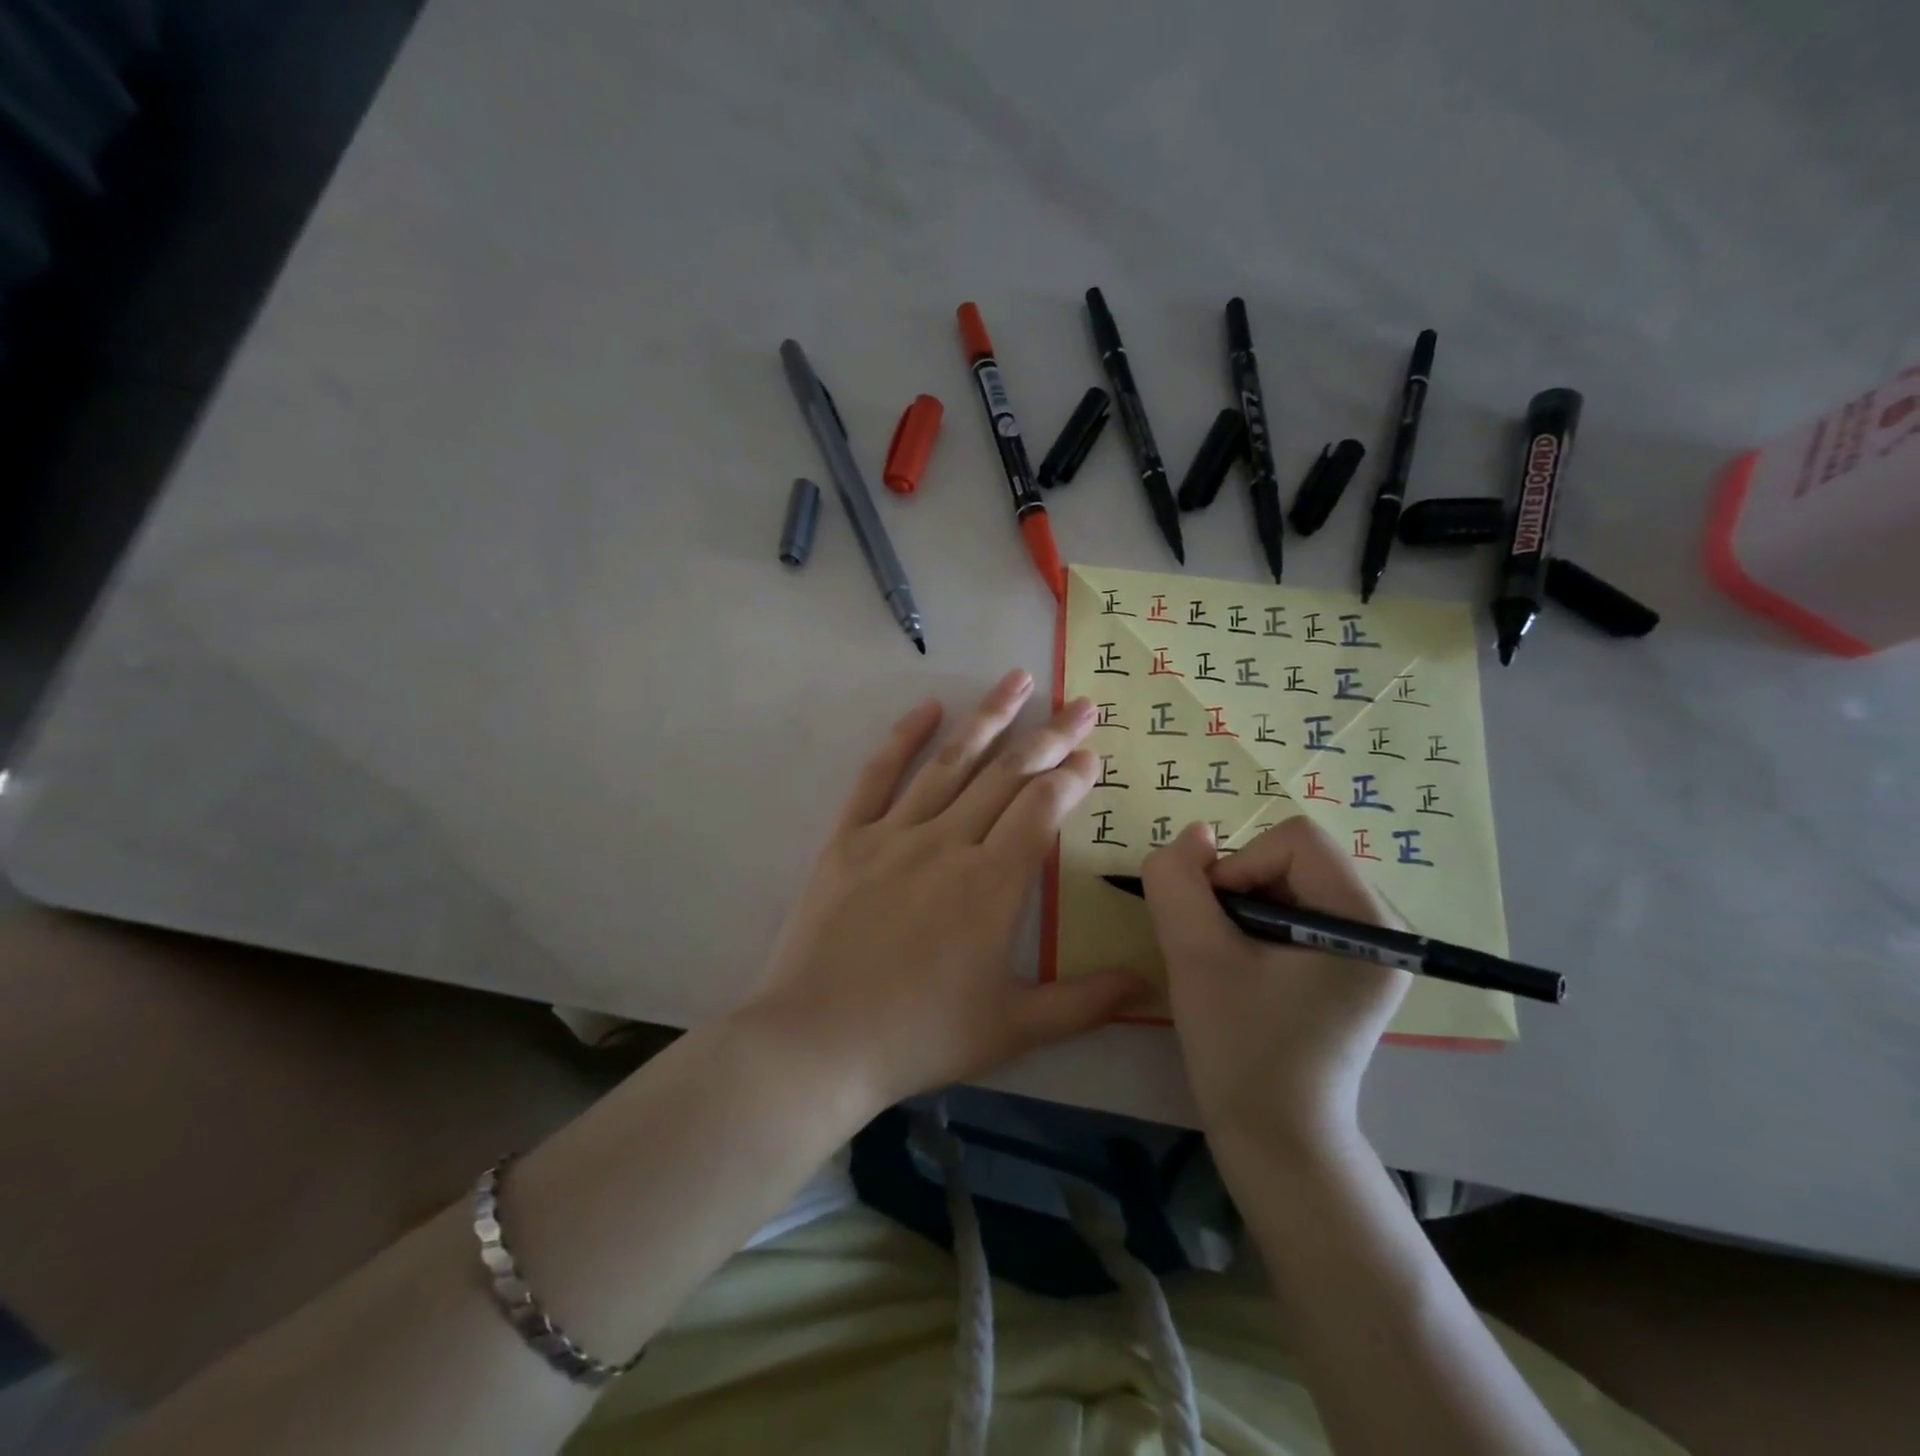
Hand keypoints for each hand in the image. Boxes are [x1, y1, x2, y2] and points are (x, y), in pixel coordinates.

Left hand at [743, 670, 1149, 1113]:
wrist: (817, 1043)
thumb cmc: (920, 1036)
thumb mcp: (1014, 1029)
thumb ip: (1085, 1002)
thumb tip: (1147, 981)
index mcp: (993, 884)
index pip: (1042, 809)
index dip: (1072, 776)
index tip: (1091, 753)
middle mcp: (948, 844)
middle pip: (1007, 775)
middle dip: (1049, 737)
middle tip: (1079, 704)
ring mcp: (894, 835)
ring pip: (951, 763)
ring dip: (988, 718)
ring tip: (1016, 679)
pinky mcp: (847, 839)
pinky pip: (878, 775)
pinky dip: (902, 738)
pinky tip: (927, 707)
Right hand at [1142, 817, 1408, 1146]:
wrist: (1276, 1140)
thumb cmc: (1241, 1049)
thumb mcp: (1195, 955)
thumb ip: (1179, 881)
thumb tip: (1194, 835)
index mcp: (1367, 923)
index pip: (1295, 840)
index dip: (1239, 866)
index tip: (1214, 923)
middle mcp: (1384, 927)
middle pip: (1294, 858)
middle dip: (1240, 888)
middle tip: (1216, 945)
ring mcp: (1370, 950)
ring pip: (1289, 881)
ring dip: (1242, 907)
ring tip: (1228, 961)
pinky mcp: (1350, 968)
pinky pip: (1295, 910)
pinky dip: (1255, 924)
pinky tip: (1243, 969)